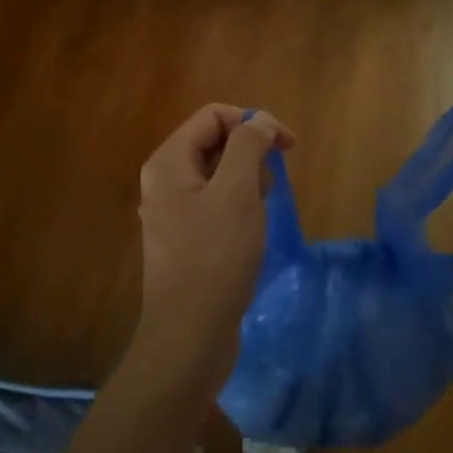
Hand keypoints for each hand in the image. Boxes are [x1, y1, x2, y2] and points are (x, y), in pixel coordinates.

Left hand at [132, 104, 294, 396]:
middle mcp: (164, 181)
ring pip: (218, 175)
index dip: (254, 121)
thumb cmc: (215, 257)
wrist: (189, 337)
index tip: (288, 146)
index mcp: (169, 161)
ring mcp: (172, 212)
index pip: (214, 115)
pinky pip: (216, 204)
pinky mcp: (185, 239)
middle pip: (215, 142)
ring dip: (247, 182)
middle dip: (250, 154)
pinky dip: (238, 207)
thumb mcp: (237, 192)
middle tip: (270, 187)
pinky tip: (251, 233)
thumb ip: (248, 145)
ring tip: (259, 214)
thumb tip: (260, 122)